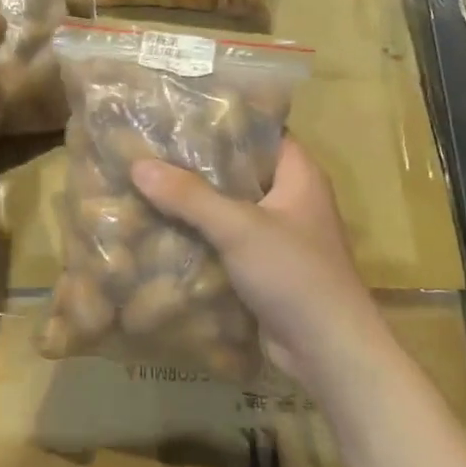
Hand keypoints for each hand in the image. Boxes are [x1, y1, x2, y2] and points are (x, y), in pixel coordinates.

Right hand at [131, 140, 389, 388]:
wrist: (327, 350)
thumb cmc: (294, 274)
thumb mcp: (239, 227)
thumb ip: (189, 196)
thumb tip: (138, 165)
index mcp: (299, 176)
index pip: (261, 132)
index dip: (224, 122)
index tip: (178, 116)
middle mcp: (291, 200)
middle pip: (239, 171)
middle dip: (198, 166)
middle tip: (150, 151)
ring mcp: (278, 236)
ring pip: (229, 209)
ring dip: (194, 204)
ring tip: (146, 186)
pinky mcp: (264, 268)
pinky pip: (226, 242)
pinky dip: (200, 237)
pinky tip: (161, 231)